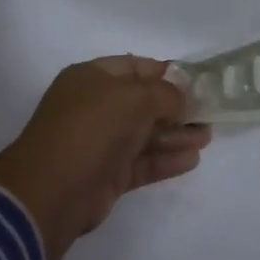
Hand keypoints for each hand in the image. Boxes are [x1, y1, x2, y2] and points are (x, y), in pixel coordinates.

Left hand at [0, 57, 209, 259]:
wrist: (51, 191)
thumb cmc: (92, 129)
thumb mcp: (135, 98)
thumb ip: (166, 94)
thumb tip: (182, 100)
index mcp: (91, 79)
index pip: (135, 67)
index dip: (166, 73)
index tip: (196, 83)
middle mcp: (94, 107)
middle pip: (142, 103)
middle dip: (176, 108)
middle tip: (208, 114)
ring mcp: (99, 143)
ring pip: (144, 135)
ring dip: (176, 135)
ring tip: (207, 138)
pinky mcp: (106, 176)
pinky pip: (142, 162)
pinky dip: (165, 160)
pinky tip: (192, 160)